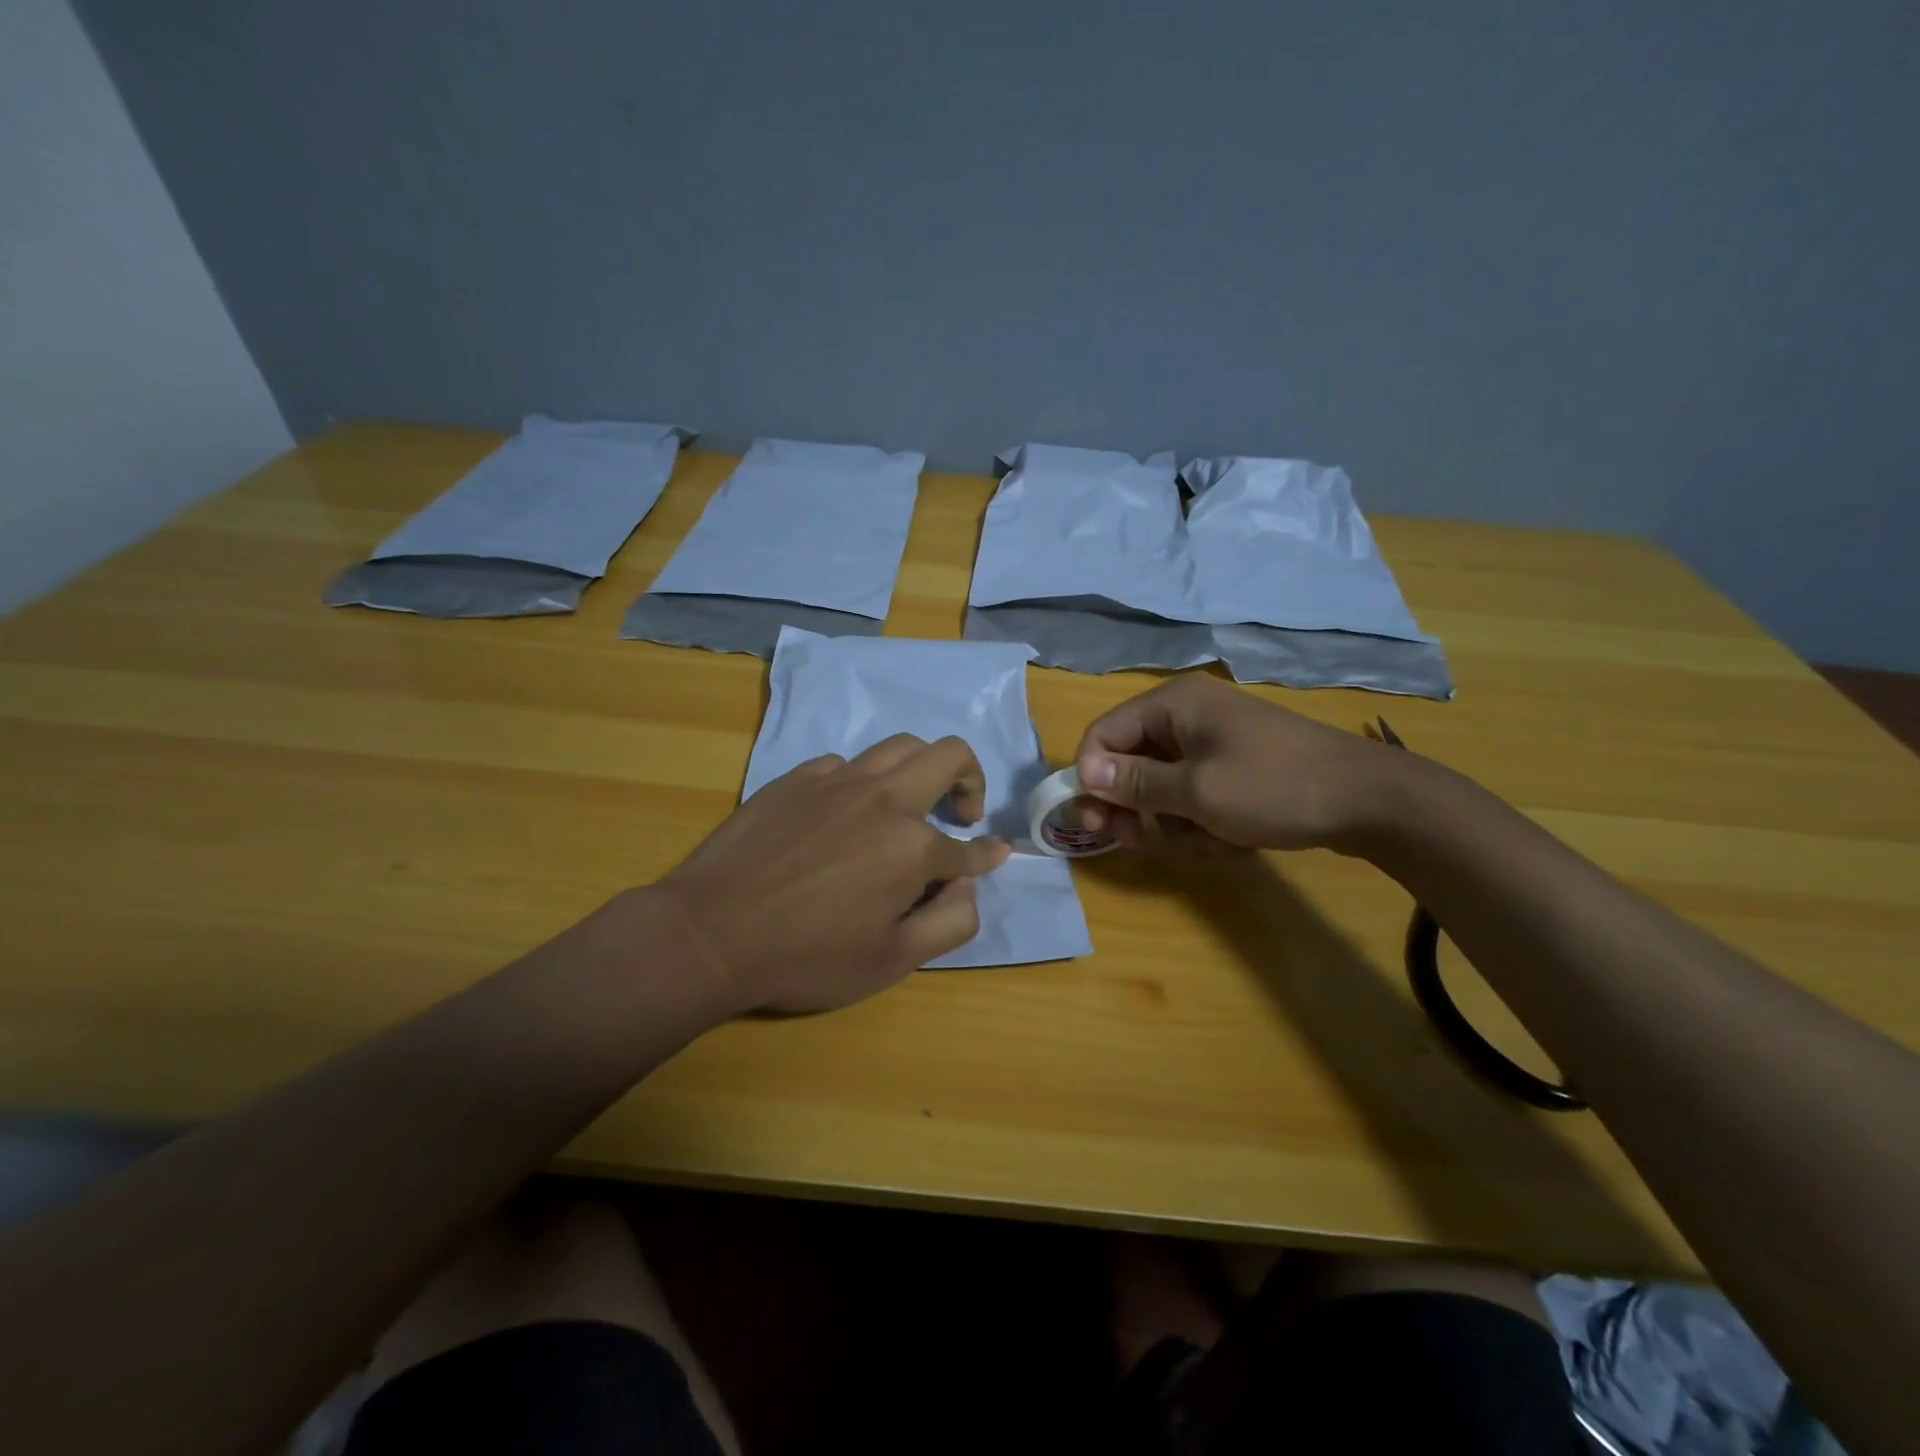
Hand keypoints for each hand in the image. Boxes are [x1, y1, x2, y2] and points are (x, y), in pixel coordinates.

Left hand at [657, 735, 1010, 1013]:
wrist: (710, 933)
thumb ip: (951, 921)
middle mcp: (883, 798)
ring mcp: (837, 780)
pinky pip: (845, 763)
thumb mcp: (892, 961)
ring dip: (920, 769)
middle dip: (970, 778)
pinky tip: (843, 813)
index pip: (970, 846)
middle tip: (960, 813)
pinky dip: (862, 782)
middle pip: (948, 754)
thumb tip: (972, 882)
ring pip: (898, 746)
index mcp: (913, 845)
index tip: (996, 852)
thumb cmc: (807, 957)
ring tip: (908, 804)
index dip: (988, 854)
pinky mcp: (796, 777)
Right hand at [1073, 675, 1408, 852]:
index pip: (1103, 733)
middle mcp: (1186, 715)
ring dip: (1173, 820)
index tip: (1093, 821)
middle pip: (1129, 760)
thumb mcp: (1196, 791)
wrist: (1368, 800)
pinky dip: (1201, 820)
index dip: (1090, 776)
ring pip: (1161, 785)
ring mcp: (1213, 741)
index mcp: (1172, 704)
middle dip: (1131, 805)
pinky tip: (1229, 839)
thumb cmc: (1274, 787)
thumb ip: (1134, 783)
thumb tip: (1083, 773)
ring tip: (1205, 840)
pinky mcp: (1234, 765)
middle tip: (1132, 842)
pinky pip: (1193, 793)